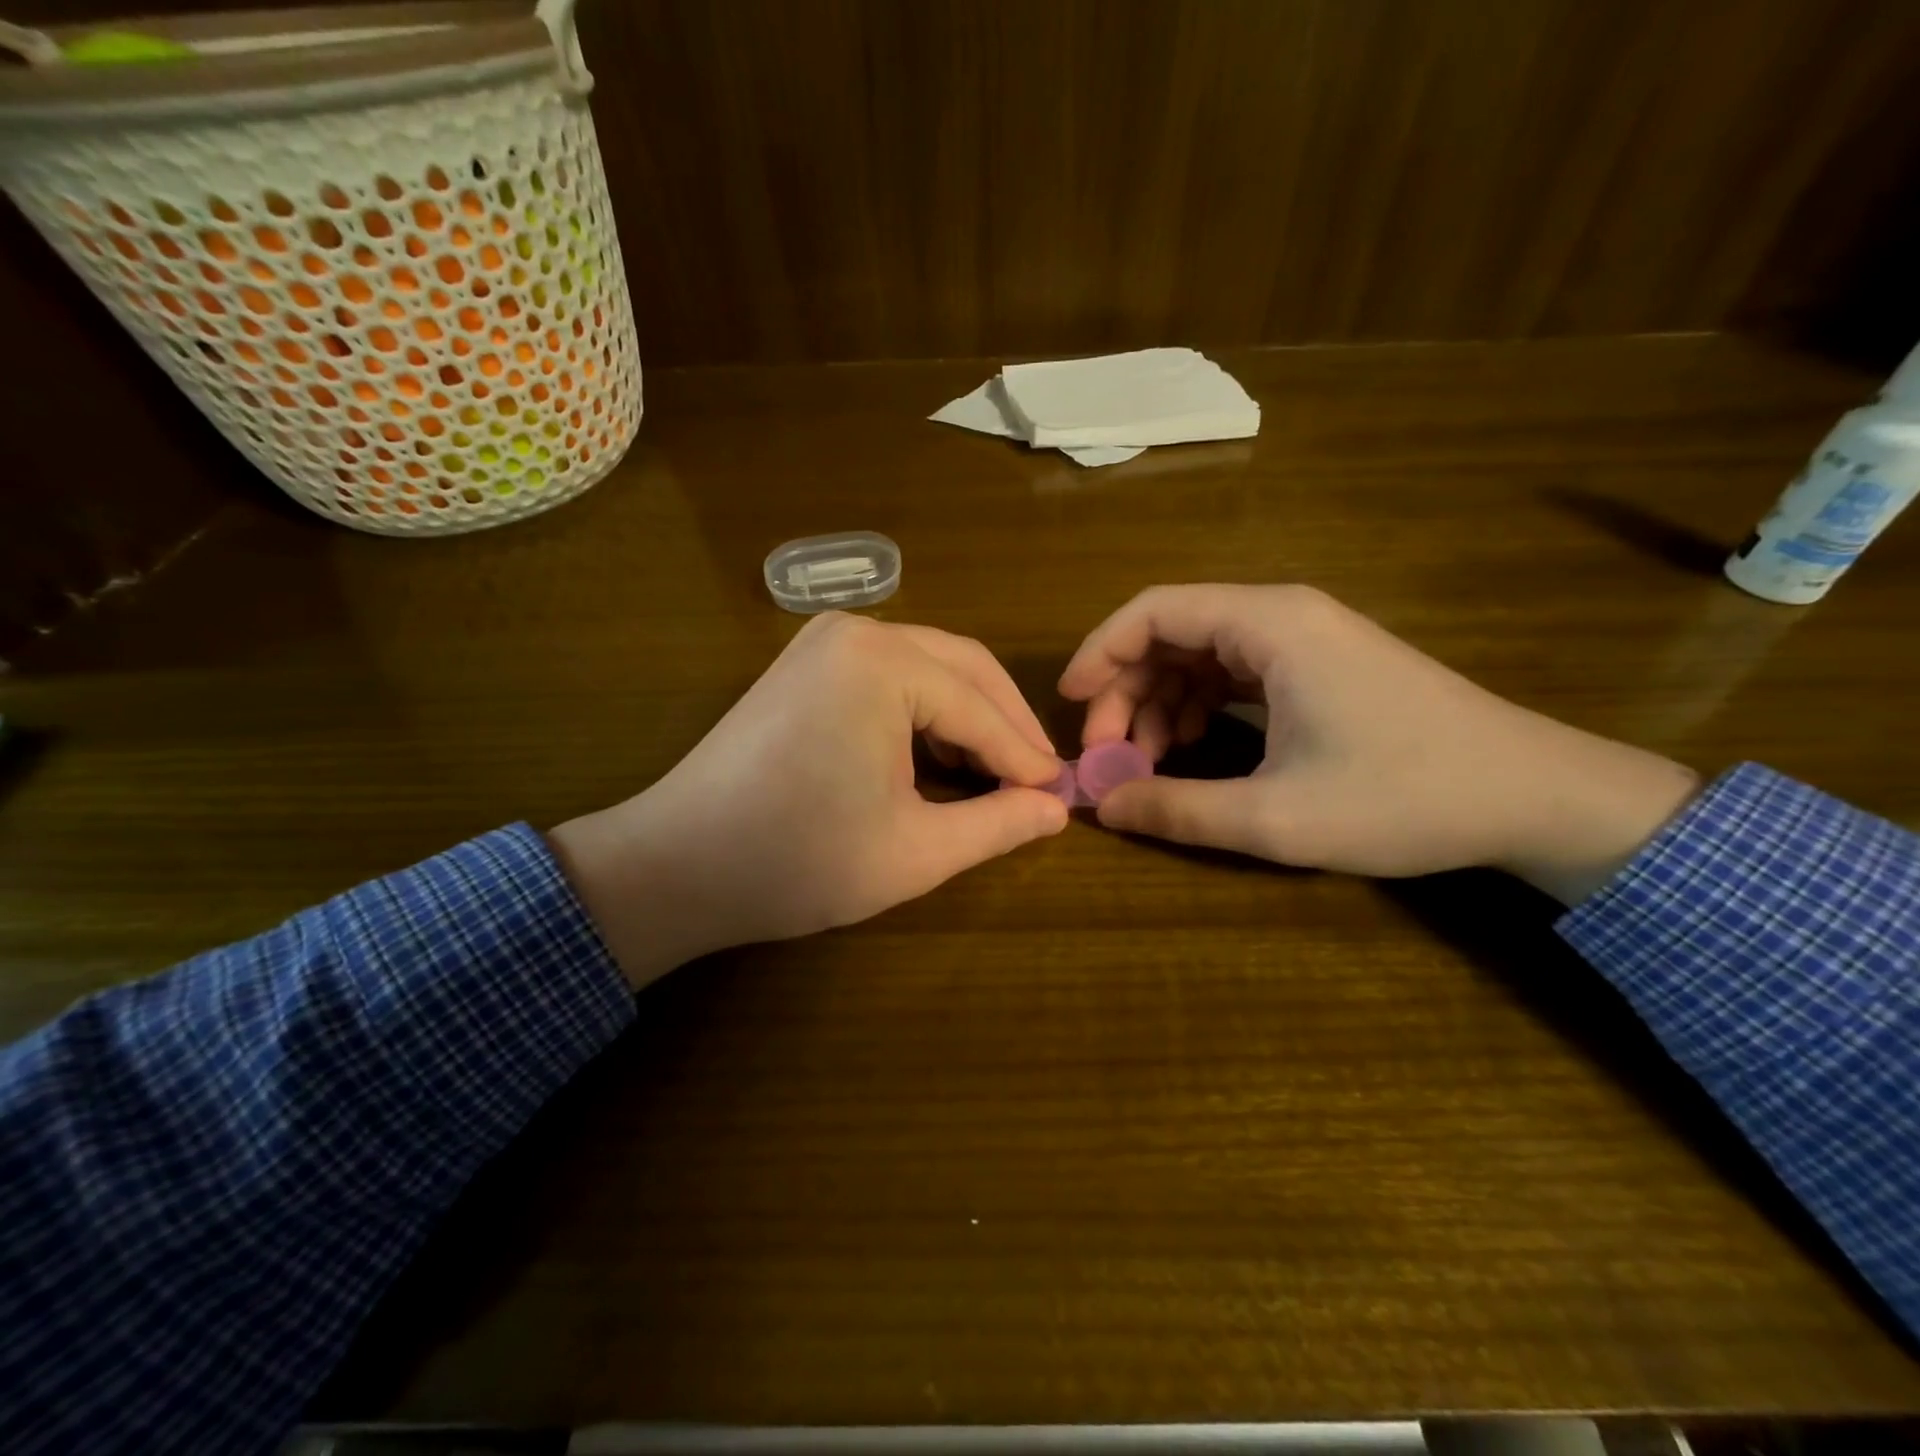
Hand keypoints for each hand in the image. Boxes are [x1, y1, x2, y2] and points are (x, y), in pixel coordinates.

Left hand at [550, 614, 1067, 987]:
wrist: (677, 865)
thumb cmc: (799, 861)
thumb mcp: (915, 851)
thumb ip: (998, 824)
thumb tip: (1056, 809)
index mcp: (884, 663)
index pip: (980, 709)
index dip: (1025, 757)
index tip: (1061, 794)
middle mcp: (857, 632)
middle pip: (962, 667)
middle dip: (1005, 723)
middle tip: (1038, 777)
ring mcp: (824, 641)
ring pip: (928, 666)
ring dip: (969, 714)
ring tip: (998, 770)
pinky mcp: (805, 662)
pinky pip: (890, 674)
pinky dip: (925, 710)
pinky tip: (941, 752)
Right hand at [1059, 584, 1699, 903]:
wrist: (1535, 797)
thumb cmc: (1405, 797)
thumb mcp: (1277, 817)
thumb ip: (1178, 810)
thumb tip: (1102, 807)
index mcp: (1269, 626)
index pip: (1153, 612)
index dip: (1098, 653)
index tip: (1068, 706)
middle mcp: (1281, 617)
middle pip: (1170, 633)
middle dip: (1125, 691)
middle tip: (1107, 756)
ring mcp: (1303, 640)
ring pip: (1198, 655)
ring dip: (1158, 703)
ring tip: (1145, 763)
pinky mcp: (1318, 667)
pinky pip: (1232, 672)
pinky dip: (1197, 706)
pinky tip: (1190, 748)